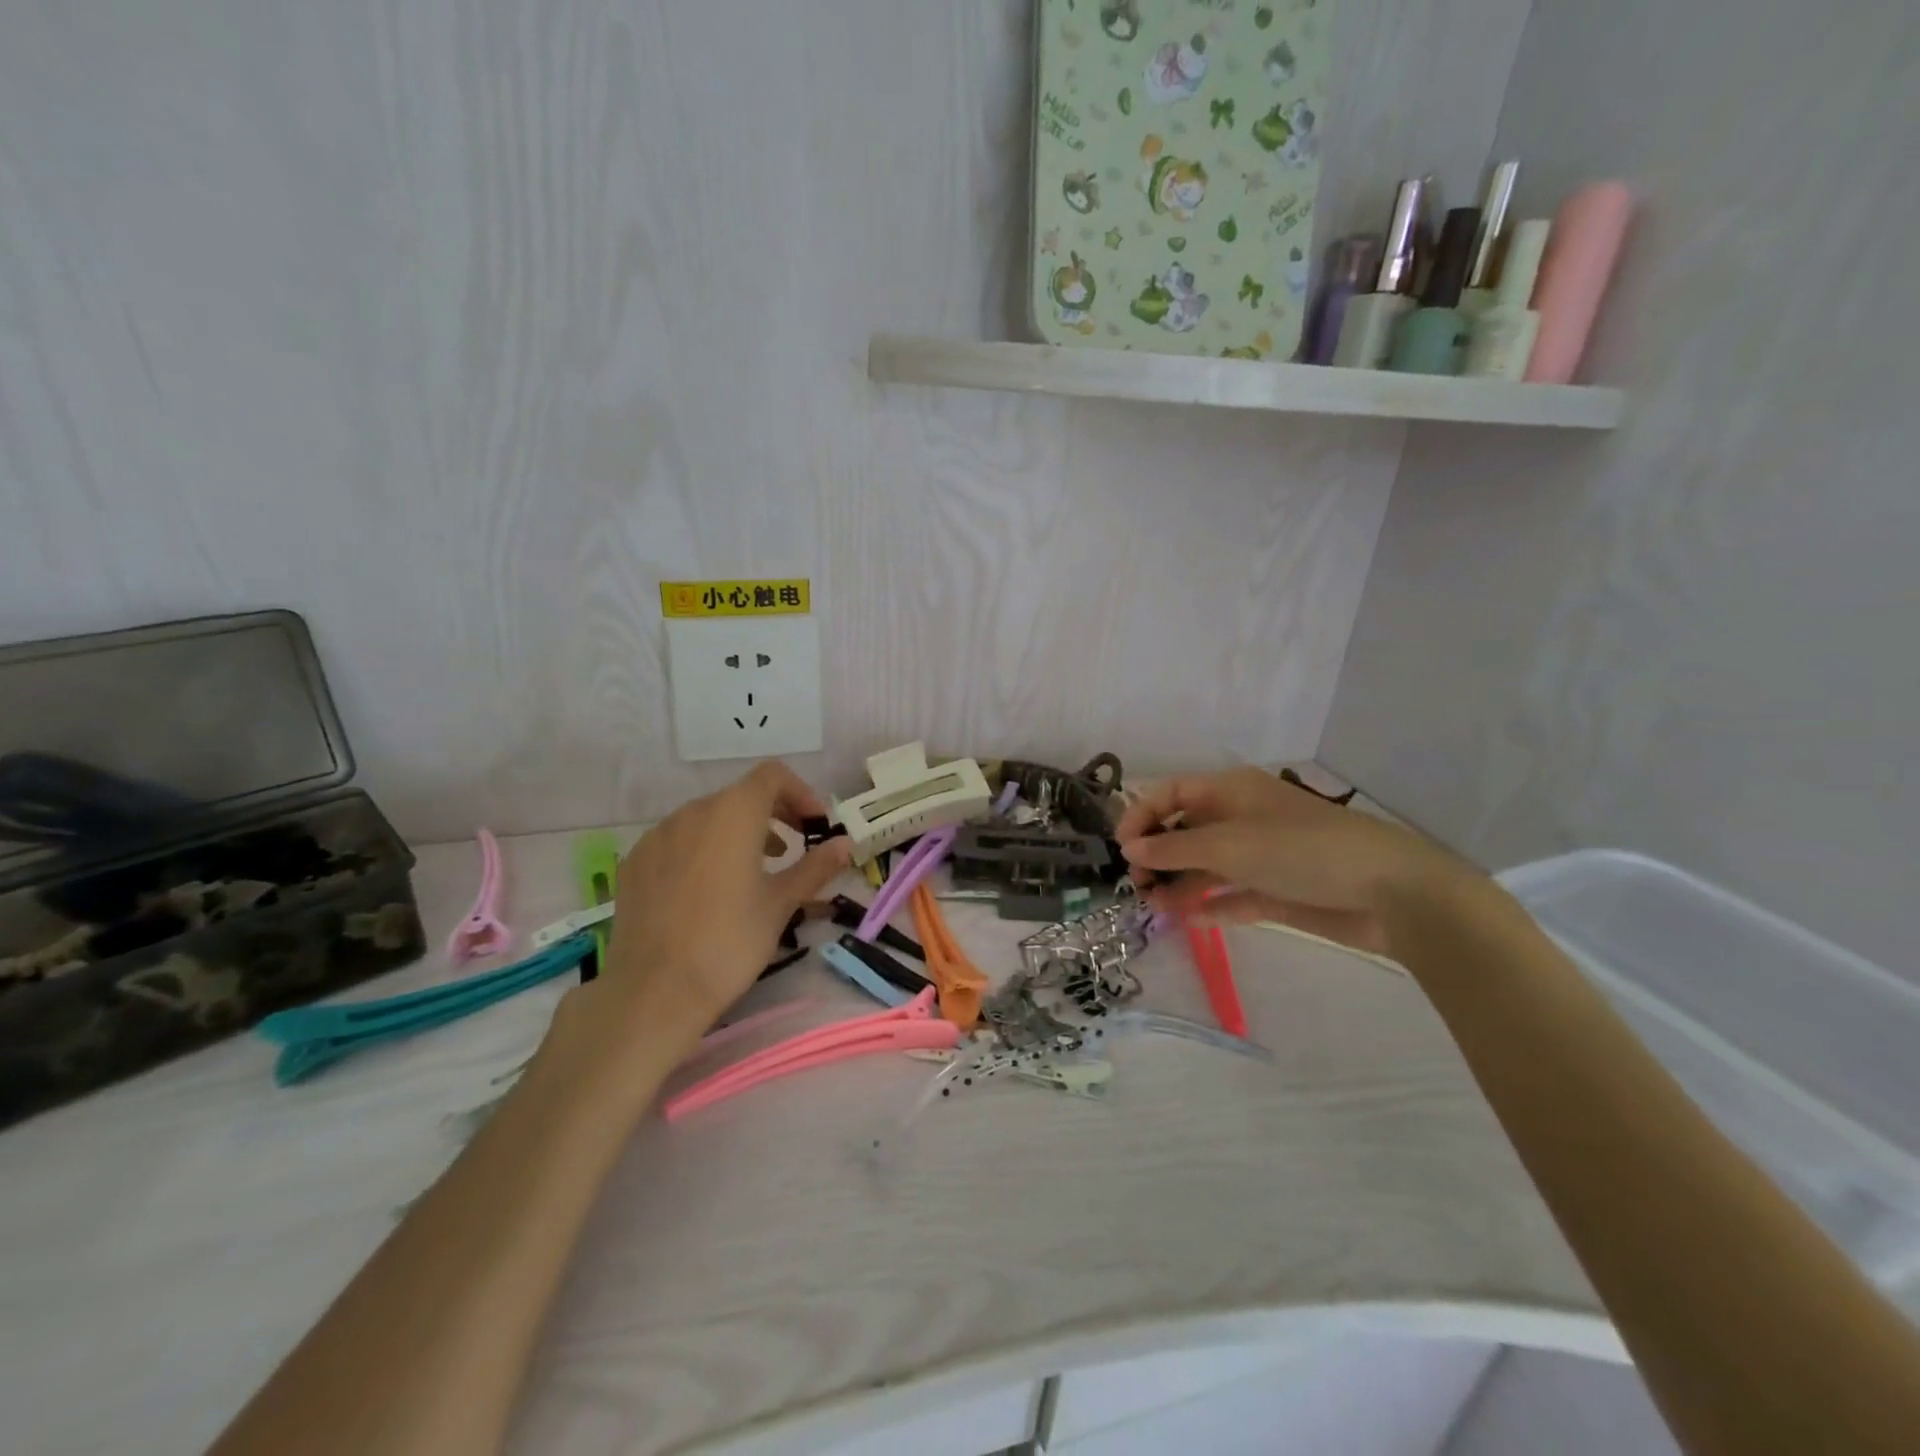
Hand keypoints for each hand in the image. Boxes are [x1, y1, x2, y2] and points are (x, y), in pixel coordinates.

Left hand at [586, 762, 849, 1052]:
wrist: (654, 992)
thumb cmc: (729, 942)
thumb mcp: (781, 904)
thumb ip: (815, 866)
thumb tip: (844, 845)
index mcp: (733, 813)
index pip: (772, 776)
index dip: (800, 792)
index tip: (814, 825)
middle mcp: (692, 812)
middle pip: (739, 795)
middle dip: (772, 813)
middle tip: (793, 846)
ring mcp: (657, 836)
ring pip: (706, 818)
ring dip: (737, 832)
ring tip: (753, 870)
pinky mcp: (634, 863)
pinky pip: (677, 841)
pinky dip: (702, 850)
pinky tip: (708, 890)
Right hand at [1115, 767, 1468, 957]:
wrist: (1388, 892)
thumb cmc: (1300, 850)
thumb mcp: (1229, 844)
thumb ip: (1174, 848)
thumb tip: (1130, 850)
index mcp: (1230, 791)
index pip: (1171, 793)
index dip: (1141, 815)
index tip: (1122, 850)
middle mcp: (1240, 818)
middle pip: (1184, 831)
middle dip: (1157, 855)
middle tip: (1137, 887)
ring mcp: (1259, 856)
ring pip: (1204, 866)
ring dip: (1177, 884)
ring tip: (1154, 908)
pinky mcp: (1276, 891)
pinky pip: (1231, 895)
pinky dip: (1209, 905)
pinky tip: (1189, 919)